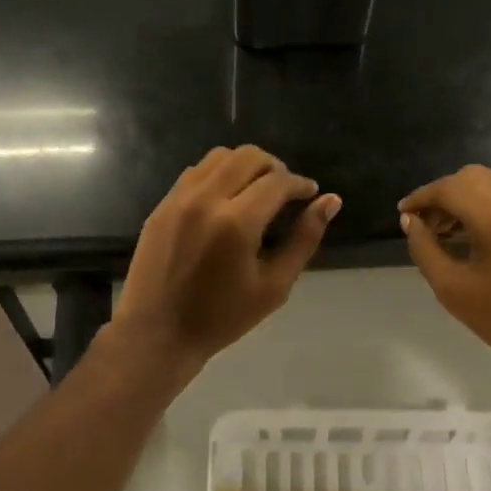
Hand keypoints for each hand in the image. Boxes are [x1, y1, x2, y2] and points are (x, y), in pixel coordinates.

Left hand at [114, 146, 339, 372]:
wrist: (158, 333)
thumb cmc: (222, 318)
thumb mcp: (274, 286)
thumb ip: (304, 239)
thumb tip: (331, 201)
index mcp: (237, 223)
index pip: (277, 182)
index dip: (300, 184)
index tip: (310, 193)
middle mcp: (206, 200)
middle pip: (249, 157)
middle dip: (275, 167)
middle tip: (285, 192)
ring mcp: (179, 199)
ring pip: (220, 156)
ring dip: (245, 165)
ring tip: (256, 191)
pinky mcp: (162, 206)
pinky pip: (195, 172)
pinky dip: (218, 174)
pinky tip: (226, 200)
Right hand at [399, 166, 490, 380]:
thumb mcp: (453, 288)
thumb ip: (425, 248)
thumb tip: (411, 221)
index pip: (449, 188)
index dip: (421, 198)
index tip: (403, 215)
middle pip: (470, 177)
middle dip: (441, 195)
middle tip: (422, 224)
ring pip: (489, 183)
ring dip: (462, 198)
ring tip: (443, 231)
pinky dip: (483, 204)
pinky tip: (471, 233)